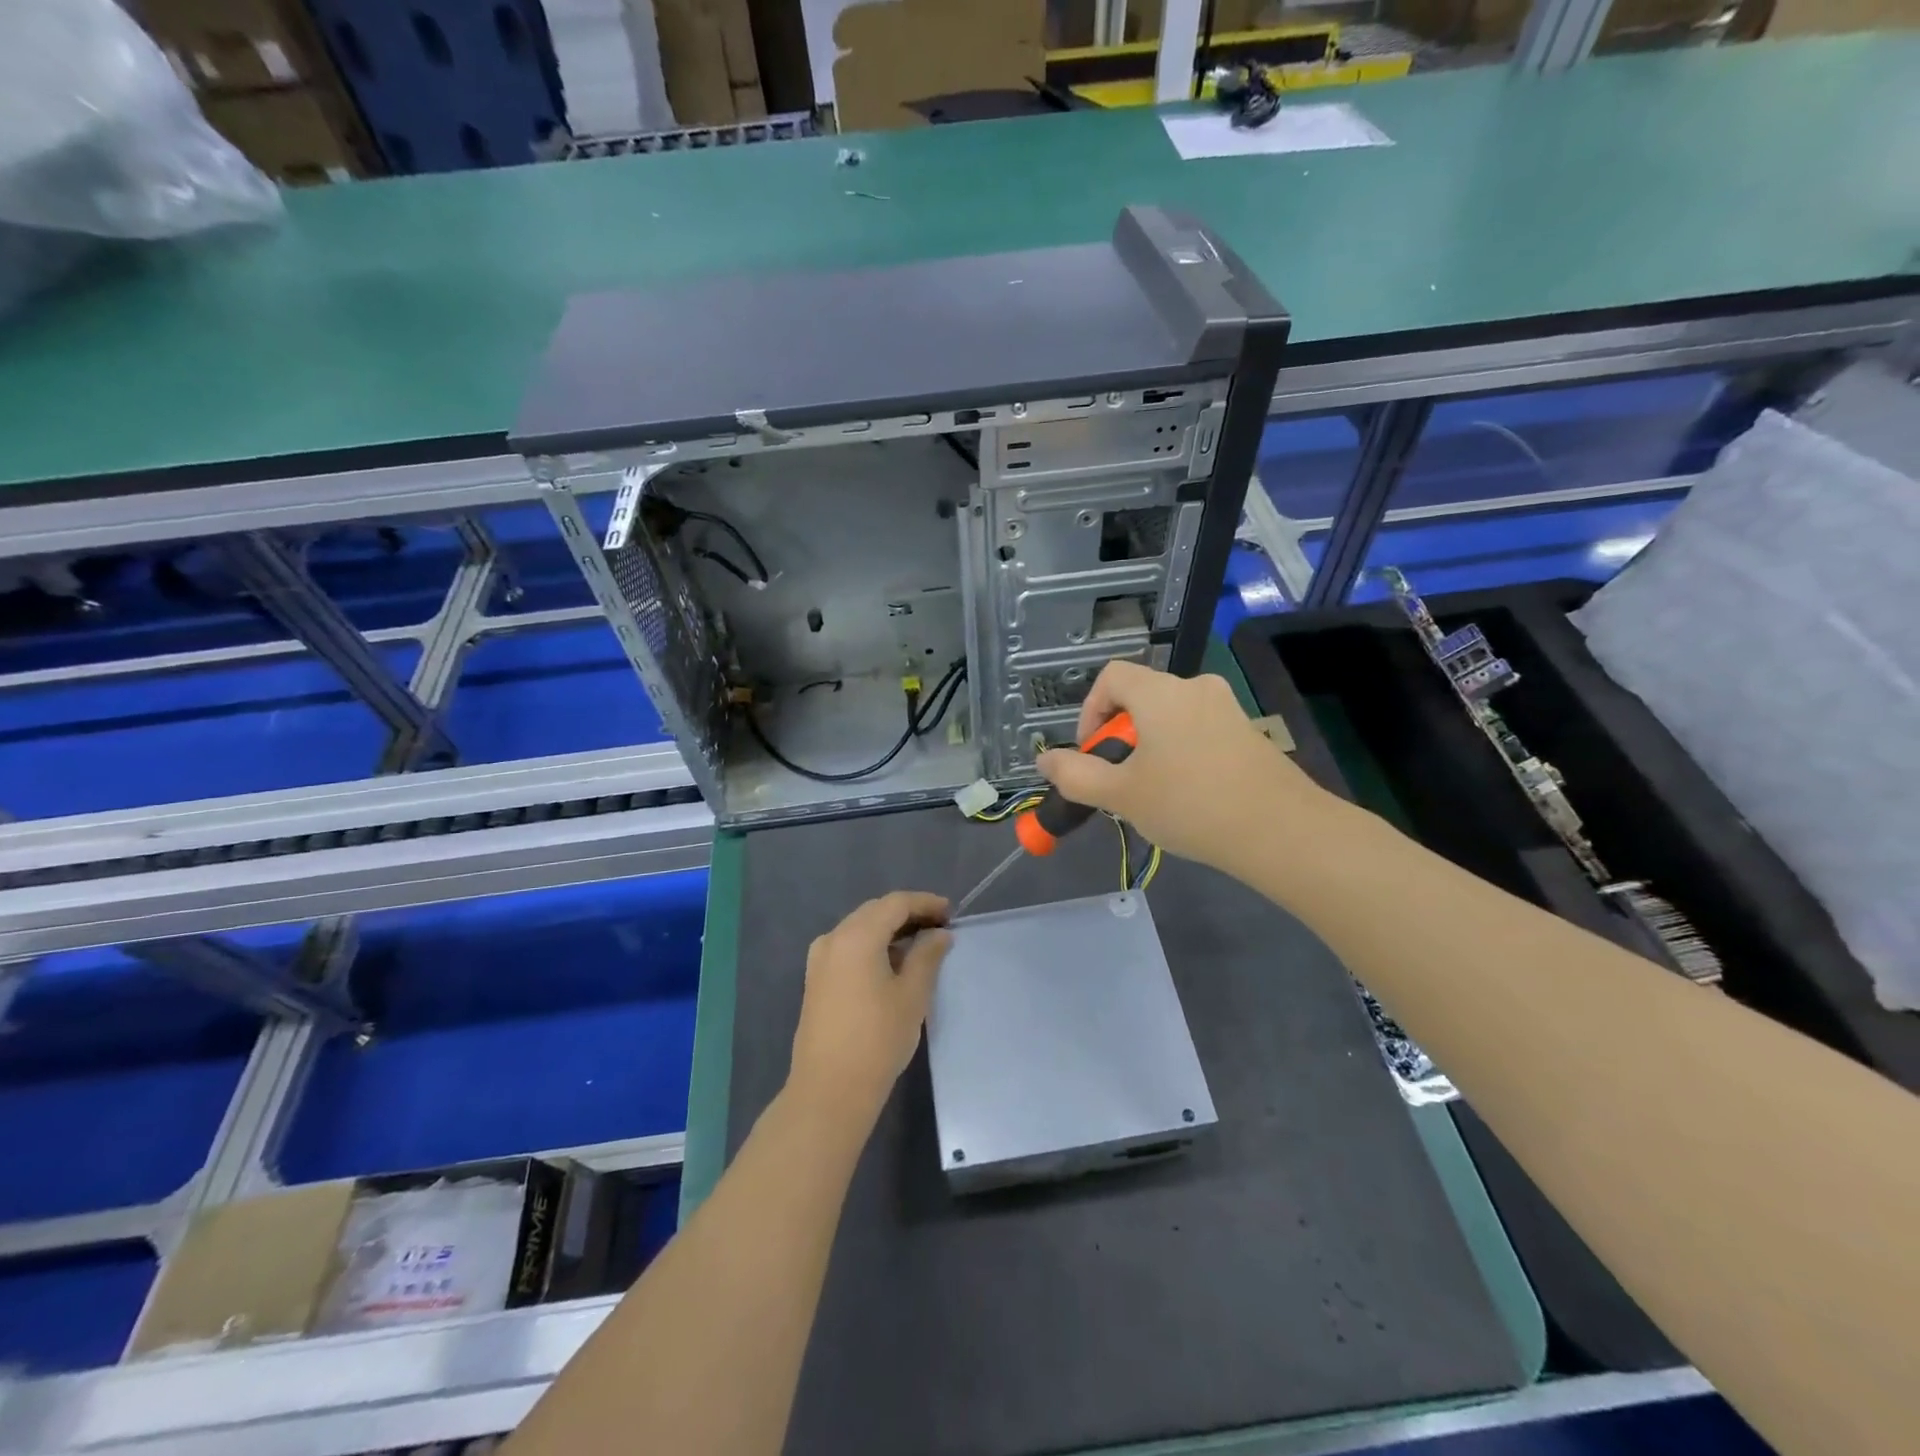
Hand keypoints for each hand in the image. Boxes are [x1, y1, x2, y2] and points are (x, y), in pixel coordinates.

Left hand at [788, 891, 951, 1127]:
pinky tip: (892, 963)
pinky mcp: (816, 980)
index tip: (950, 912)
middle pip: (875, 912)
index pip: (895, 904)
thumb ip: (927, 956)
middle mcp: (833, 938)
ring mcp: (820, 959)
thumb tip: (939, 934)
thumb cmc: (877, 1039)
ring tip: (921, 944)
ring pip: (859, 929)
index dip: (925, 903)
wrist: (829, 1090)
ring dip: (889, 930)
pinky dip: (872, 945)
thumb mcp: (912, 995)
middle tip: (939, 926)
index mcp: (857, 936)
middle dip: (907, 913)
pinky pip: (848, 947)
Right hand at [1036, 661, 1328, 875]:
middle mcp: (1195, 688)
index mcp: (1161, 693)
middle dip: (1119, 736)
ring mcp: (1227, 709)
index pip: (1112, 676)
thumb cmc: (1190, 805)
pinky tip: (1188, 796)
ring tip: (1151, 794)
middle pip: (1141, 697)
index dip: (1089, 710)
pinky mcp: (1248, 733)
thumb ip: (1075, 775)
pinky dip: (1180, 752)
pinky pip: (1198, 731)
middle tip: (1118, 781)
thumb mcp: (1121, 795)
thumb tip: (1044, 759)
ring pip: (1170, 717)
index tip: (1091, 752)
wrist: (1281, 831)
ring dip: (1149, 747)